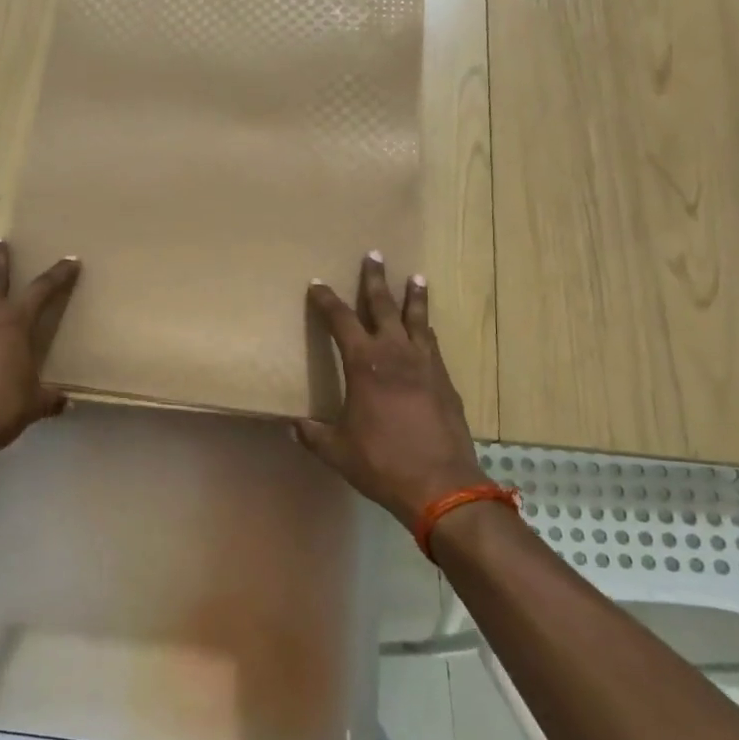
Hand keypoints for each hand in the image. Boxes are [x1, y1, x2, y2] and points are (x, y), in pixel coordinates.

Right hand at [295, 252, 483, 531]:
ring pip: (417, 320)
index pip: (340, 321)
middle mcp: (395, 354)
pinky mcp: (445, 381)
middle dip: (375, 280)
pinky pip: (433, 344)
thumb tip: (293, 426)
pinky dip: (427, 329)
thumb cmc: (382, 463)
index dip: (326, 301)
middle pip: (383, 306)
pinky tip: (428, 328)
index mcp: (365, 364)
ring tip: (416, 277)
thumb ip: (313, 435)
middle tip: (374, 255)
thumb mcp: (337, 450)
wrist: (442, 484)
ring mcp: (426, 365)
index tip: (317, 285)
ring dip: (414, 297)